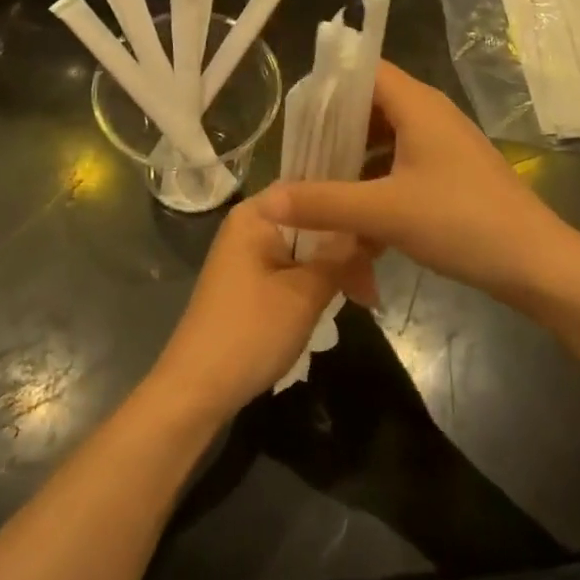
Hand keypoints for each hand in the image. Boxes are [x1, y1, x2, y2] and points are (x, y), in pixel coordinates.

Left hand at [148, 199, 375, 422]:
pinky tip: (343, 295)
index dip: (348, 203)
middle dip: (346, 243)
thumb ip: (342, 257)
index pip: (311, 188)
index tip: (382, 224)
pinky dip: (317, 279)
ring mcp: (249, 255)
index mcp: (256, 214)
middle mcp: (250, 226)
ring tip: (368, 292)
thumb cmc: (251, 332)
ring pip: (305, 247)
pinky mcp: (251, 282)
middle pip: (309, 220)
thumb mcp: (305, 293)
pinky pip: (293, 267)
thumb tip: (374, 230)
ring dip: (335, 265)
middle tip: (380, 269)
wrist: (197, 390)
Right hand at [259, 62, 569, 303]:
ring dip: (353, 160)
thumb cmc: (461, 222)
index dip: (326, 86)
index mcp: (416, 105)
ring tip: (317, 186)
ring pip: (385, 140)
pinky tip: (356, 217)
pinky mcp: (451, 174)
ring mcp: (443, 145)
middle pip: (369, 106)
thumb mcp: (384, 212)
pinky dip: (376, 182)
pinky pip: (401, 165)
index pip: (362, 71)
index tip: (294, 114)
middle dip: (332, 130)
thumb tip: (267, 200)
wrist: (537, 264)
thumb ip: (323, 203)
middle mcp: (430, 114)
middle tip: (297, 156)